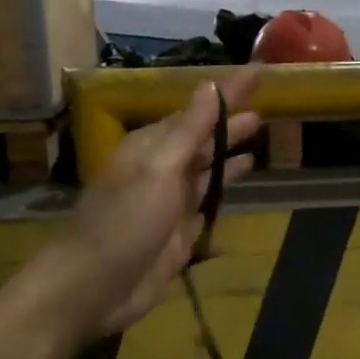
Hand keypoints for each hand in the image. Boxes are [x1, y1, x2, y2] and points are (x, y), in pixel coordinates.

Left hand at [44, 68, 262, 338]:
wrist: (94, 287)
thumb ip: (188, 131)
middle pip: (203, 138)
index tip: (260, 71)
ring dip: (229, 150)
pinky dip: (224, 185)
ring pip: (206, 167)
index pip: (198, 110)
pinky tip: (241, 177)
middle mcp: (162, 168)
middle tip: (264, 105)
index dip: (228, 91)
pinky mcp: (179, 232)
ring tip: (258, 133)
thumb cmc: (124, 222)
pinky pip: (207, 200)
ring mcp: (170, 201)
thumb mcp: (158, 170)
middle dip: (230, 122)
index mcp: (152, 146)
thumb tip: (210, 87)